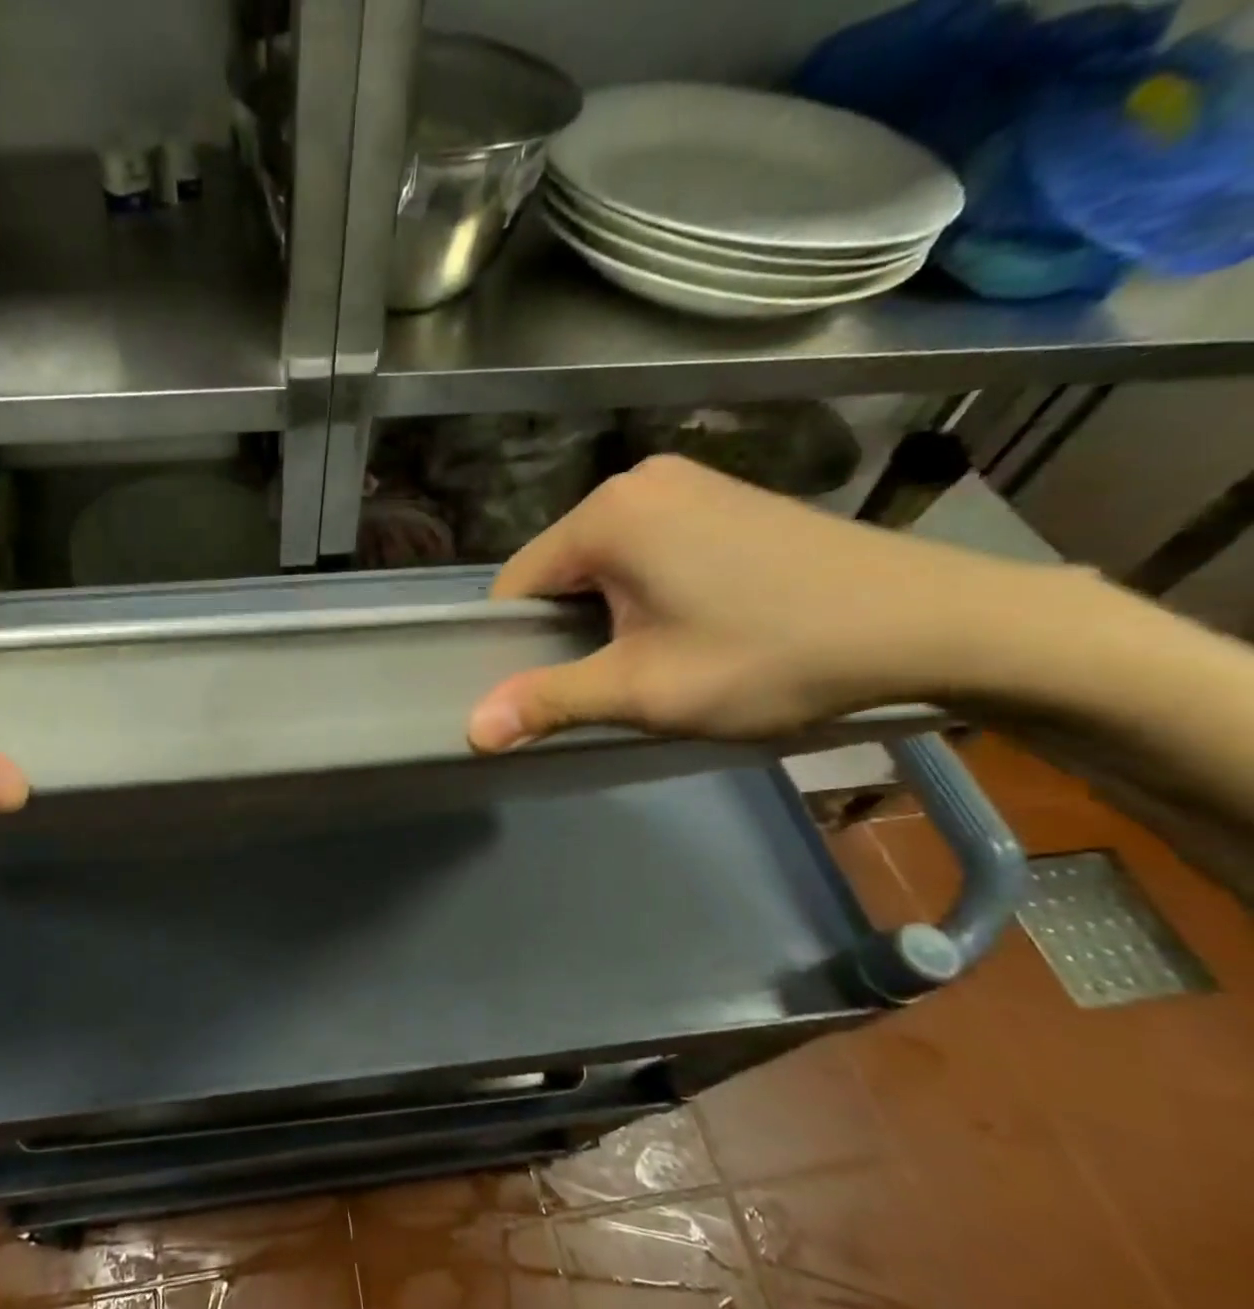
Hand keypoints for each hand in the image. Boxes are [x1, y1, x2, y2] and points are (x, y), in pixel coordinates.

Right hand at [467, 455, 1064, 750]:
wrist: (933, 622)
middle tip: (613, 680)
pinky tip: (694, 623)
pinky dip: (647, 588)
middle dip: (569, 628)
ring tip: (657, 656)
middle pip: (560, 569)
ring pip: (605, 560)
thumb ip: (551, 701)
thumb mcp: (646, 691)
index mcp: (607, 515)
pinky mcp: (725, 494)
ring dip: (609, 611)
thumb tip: (472, 730)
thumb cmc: (771, 656)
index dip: (518, 644)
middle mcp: (638, 481)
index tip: (550, 688)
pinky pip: (649, 546)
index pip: (516, 585)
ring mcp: (688, 481)